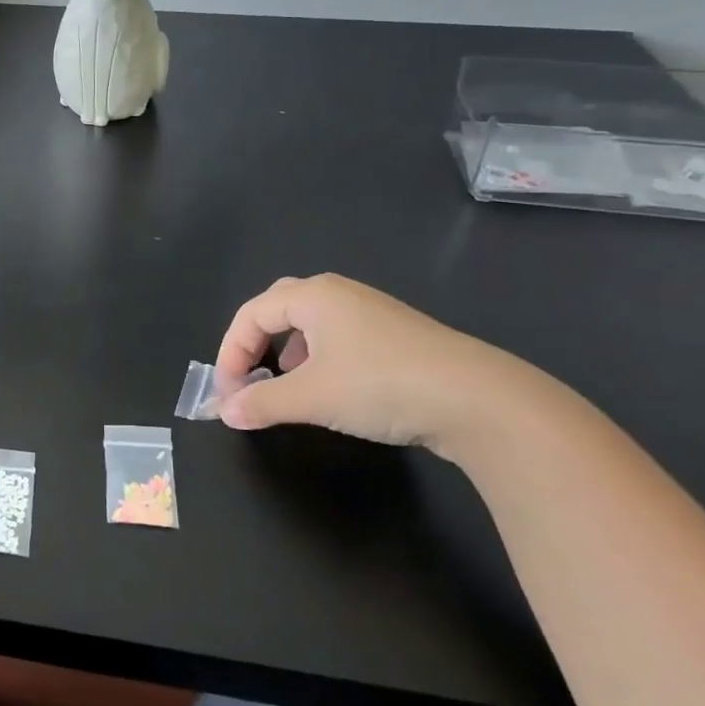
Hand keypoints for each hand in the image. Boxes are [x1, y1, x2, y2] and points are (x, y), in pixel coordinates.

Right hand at [215, 274, 552, 455]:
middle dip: (257, 341)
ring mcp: (373, 311)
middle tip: (251, 376)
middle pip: (279, 306)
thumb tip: (225, 412)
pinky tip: (333, 387)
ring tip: (288, 383)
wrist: (479, 400)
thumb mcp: (311, 397)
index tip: (228, 392)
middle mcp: (339, 294)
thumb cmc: (380, 385)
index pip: (251, 314)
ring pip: (312, 321)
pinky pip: (340, 335)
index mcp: (312, 296)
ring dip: (288, 349)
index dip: (230, 352)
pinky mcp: (398, 335)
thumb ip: (262, 402)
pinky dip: (320, 356)